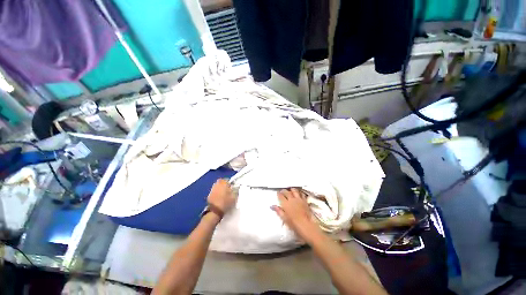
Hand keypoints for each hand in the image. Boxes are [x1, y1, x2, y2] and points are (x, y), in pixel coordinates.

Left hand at [207, 179, 235, 214]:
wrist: (215, 211)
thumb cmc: (226, 202)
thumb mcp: (234, 196)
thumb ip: (236, 190)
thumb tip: (236, 187)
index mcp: (223, 183)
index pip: (228, 179)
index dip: (231, 183)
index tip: (233, 187)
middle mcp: (217, 184)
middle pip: (221, 182)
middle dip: (224, 184)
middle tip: (228, 189)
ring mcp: (212, 189)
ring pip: (217, 186)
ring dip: (220, 188)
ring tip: (224, 194)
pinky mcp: (209, 195)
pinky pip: (214, 191)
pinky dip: (217, 193)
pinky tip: (219, 198)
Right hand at [271, 188, 319, 241]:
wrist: (305, 225)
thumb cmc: (293, 223)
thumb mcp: (284, 218)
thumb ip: (278, 211)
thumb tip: (272, 206)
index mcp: (285, 204)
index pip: (280, 196)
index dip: (278, 193)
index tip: (277, 193)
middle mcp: (291, 199)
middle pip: (286, 192)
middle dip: (284, 191)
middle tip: (282, 191)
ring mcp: (298, 199)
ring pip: (294, 190)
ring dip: (291, 189)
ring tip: (290, 190)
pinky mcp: (304, 200)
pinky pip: (301, 194)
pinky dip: (299, 192)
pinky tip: (299, 193)